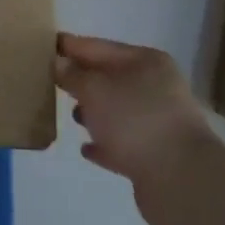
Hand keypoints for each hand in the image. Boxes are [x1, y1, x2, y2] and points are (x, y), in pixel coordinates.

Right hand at [54, 32, 217, 224]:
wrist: (180, 179)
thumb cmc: (135, 120)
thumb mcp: (95, 89)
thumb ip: (73, 75)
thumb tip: (59, 63)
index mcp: (145, 61)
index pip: (99, 46)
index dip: (71, 46)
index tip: (43, 44)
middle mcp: (155, 87)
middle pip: (109, 77)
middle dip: (81, 79)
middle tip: (49, 79)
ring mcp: (158, 122)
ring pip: (116, 110)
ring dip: (93, 111)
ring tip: (68, 114)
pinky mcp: (155, 155)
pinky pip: (122, 143)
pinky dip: (104, 143)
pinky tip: (86, 148)